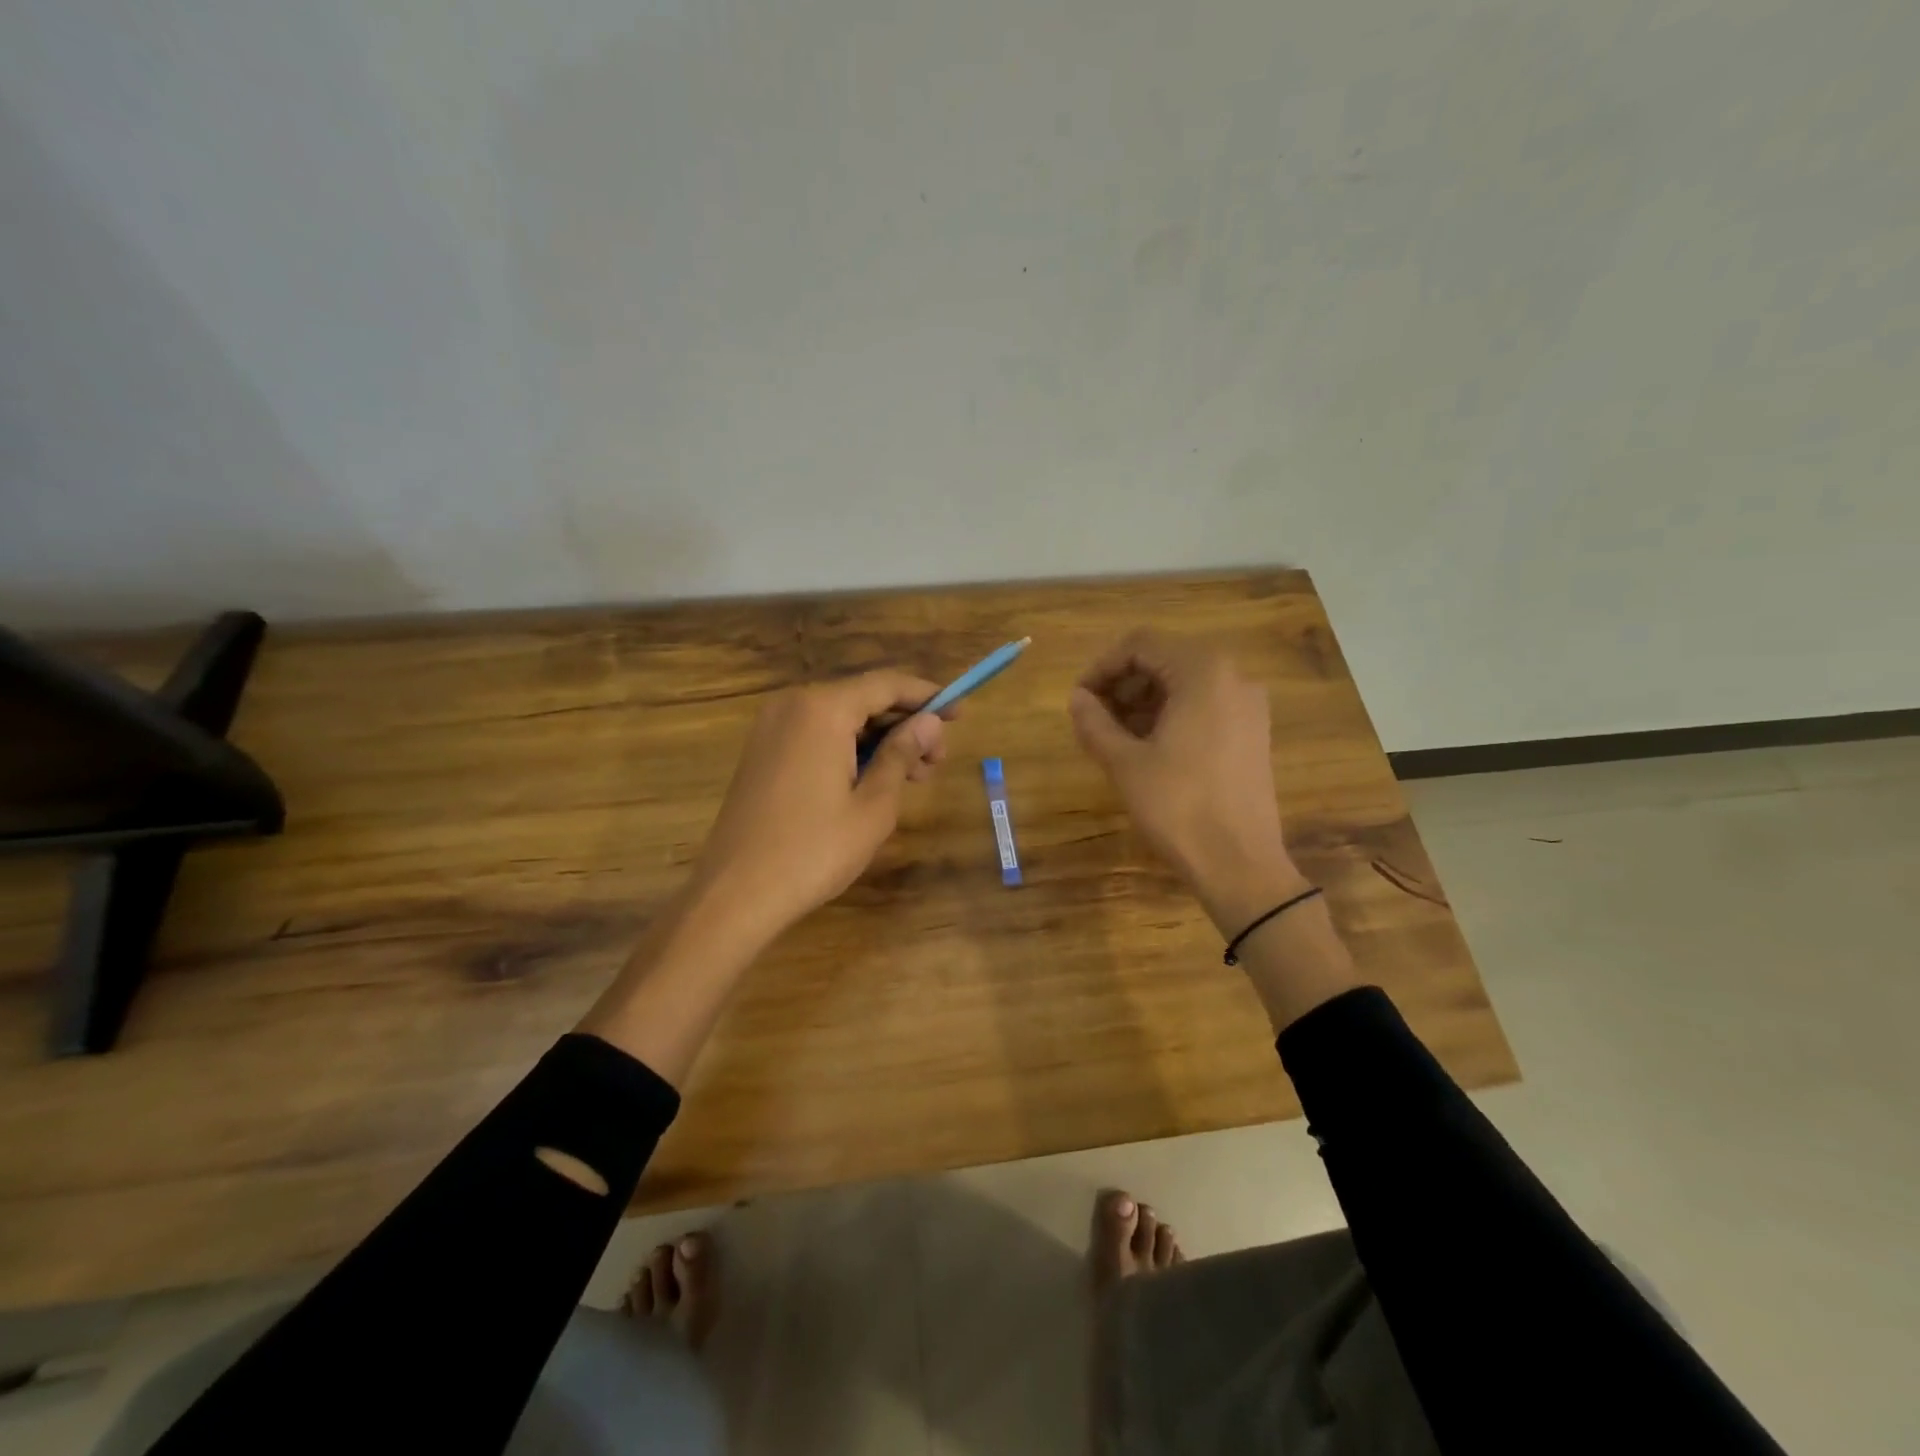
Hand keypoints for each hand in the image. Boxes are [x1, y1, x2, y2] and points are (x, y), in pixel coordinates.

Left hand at [690, 671, 949, 944]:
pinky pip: (816, 734)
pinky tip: (871, 778)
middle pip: (862, 697)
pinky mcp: (762, 751)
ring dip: (879, 738)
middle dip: (905, 722)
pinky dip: (849, 747)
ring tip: (912, 775)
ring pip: (840, 717)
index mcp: (823, 709)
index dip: (928, 695)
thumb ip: (902, 754)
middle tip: (936, 760)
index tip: (960, 712)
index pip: (886, 684)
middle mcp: (793, 705)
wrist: (735, 893)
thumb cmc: (814, 850)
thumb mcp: (873, 805)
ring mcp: (772, 727)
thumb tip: (931, 722)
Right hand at [1069, 630, 1307, 935]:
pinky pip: (1204, 705)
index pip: (1140, 644)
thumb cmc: (1178, 807)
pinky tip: (1148, 748)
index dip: (1102, 667)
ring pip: (1184, 683)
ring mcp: (1248, 705)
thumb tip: (1077, 698)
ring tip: (1114, 736)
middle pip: (1164, 659)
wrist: (1240, 864)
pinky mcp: (1252, 732)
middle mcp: (1233, 676)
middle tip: (1093, 719)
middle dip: (1123, 684)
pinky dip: (1171, 714)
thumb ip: (1094, 722)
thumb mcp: (1124, 763)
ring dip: (1144, 700)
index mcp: (1203, 671)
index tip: (1079, 700)